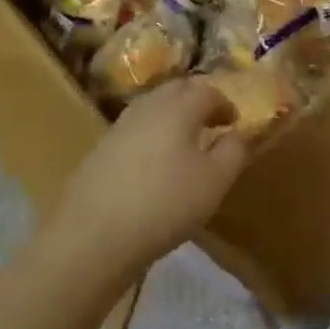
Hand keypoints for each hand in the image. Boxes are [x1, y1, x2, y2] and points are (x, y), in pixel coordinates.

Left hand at [54, 80, 248, 269]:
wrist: (92, 238)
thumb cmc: (165, 204)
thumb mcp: (215, 181)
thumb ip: (234, 151)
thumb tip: (238, 133)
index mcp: (178, 108)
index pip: (208, 91)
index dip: (226, 104)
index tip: (235, 123)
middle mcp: (146, 108)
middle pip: (176, 91)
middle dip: (197, 101)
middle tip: (212, 124)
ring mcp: (118, 129)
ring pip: (151, 109)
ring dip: (172, 118)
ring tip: (185, 145)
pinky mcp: (99, 152)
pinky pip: (134, 132)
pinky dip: (151, 137)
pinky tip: (154, 166)